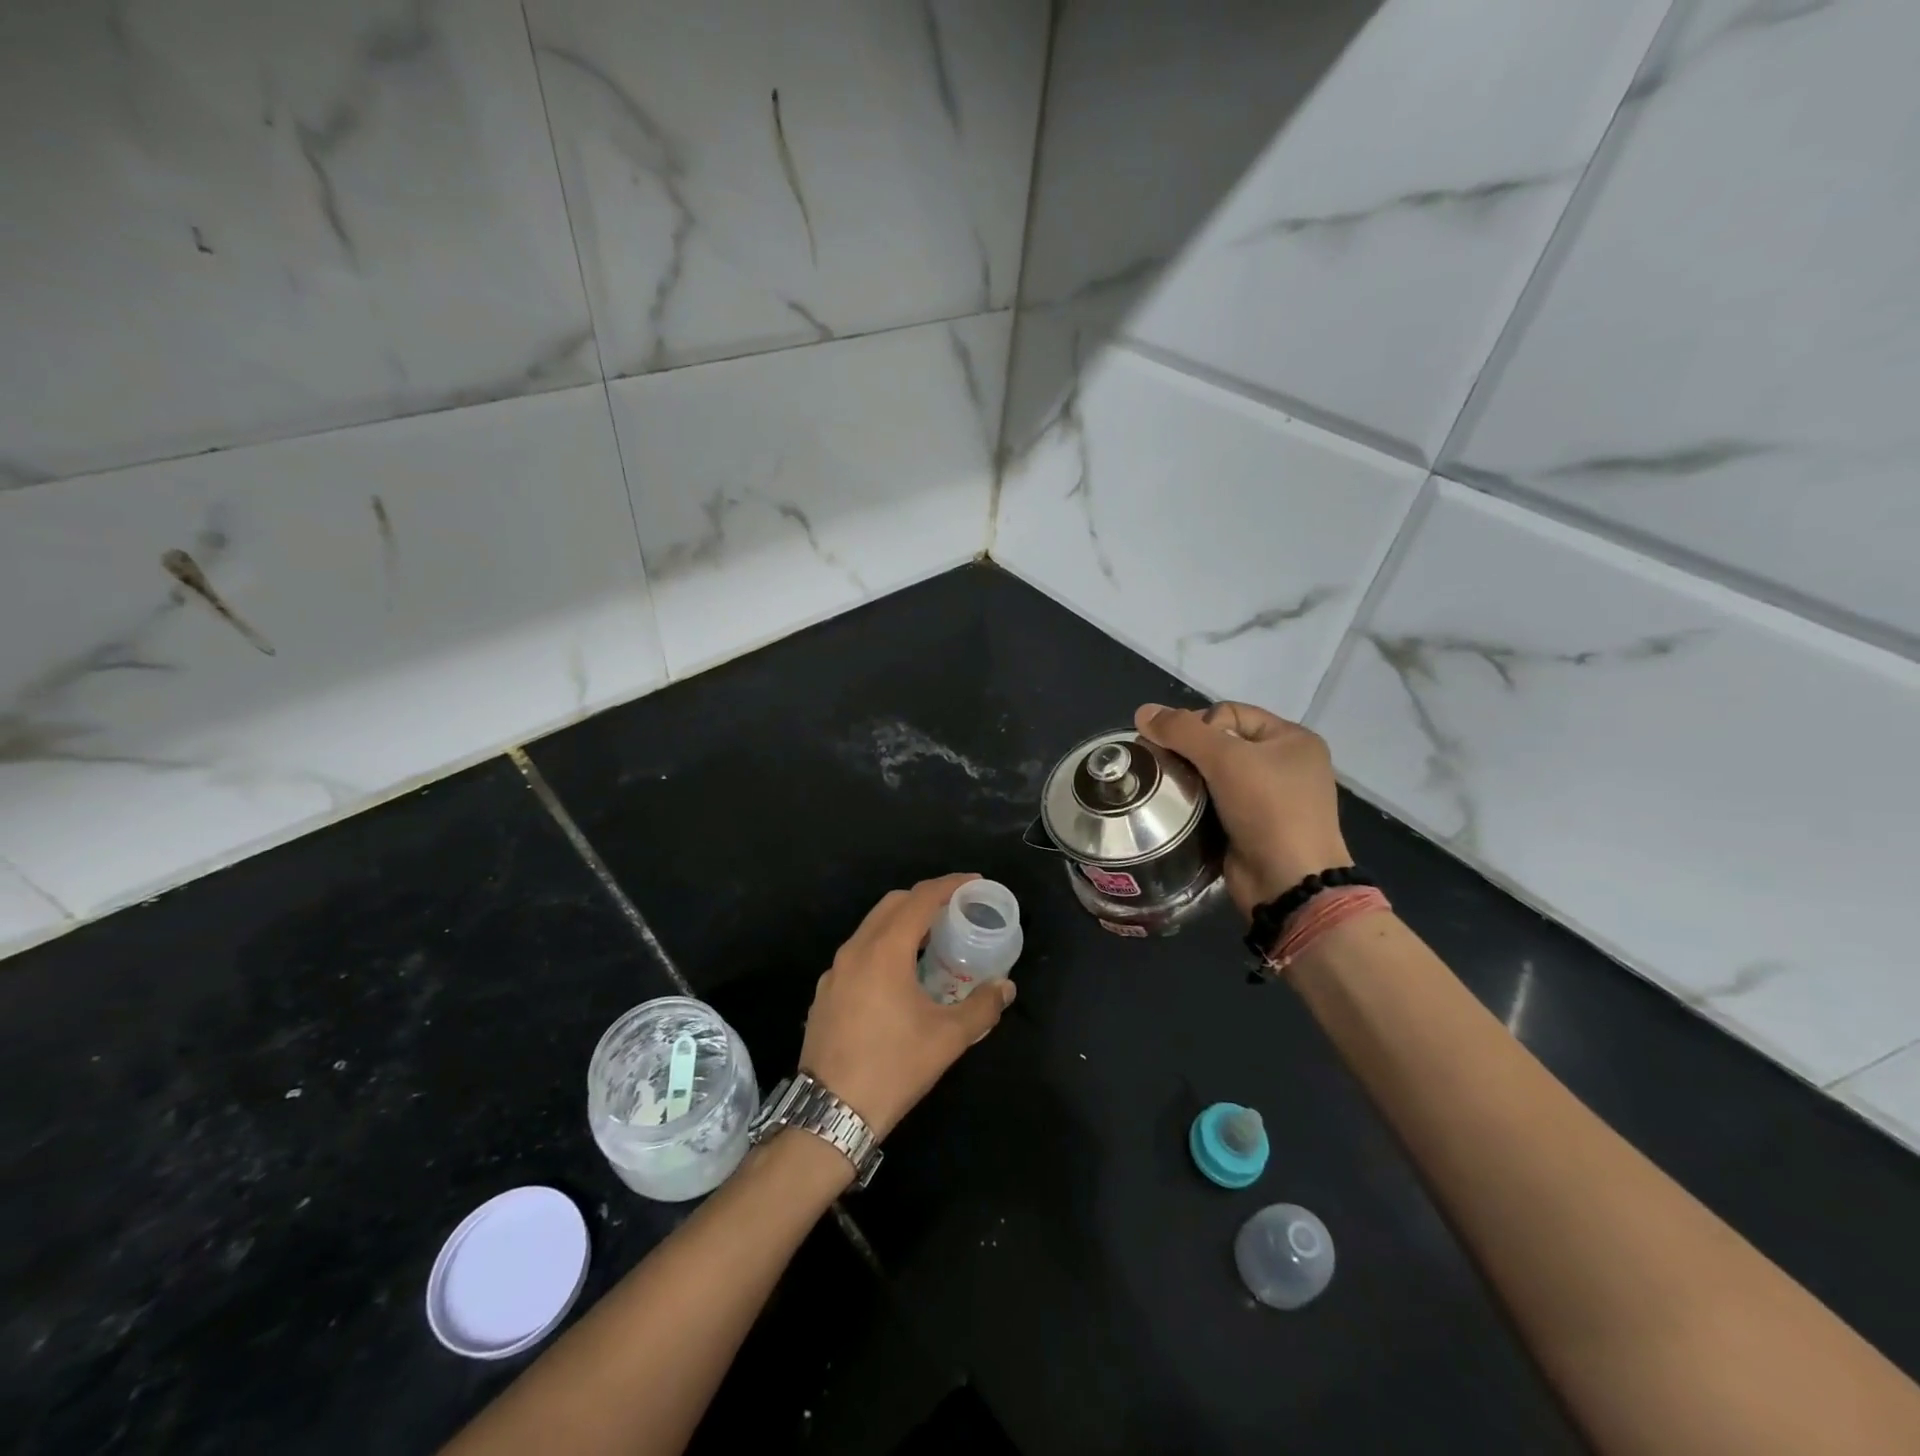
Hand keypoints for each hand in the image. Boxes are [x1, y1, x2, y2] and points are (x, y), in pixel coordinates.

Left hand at [799, 874, 1015, 1139]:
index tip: (974, 882)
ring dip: (902, 923)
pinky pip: (858, 952)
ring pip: (871, 927)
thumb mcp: (948, 1039)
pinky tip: (899, 976)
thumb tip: (1005, 987)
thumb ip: (982, 1006)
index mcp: (885, 951)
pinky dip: (883, 947)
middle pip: (892, 904)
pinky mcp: (825, 992)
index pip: (920, 899)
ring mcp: (835, 971)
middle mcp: (855, 950)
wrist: (830, 1114)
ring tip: (932, 941)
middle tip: (955, 910)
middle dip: (925, 899)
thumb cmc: (893, 1068)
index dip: (949, 885)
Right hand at [1134, 702, 1350, 917]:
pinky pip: (1216, 802)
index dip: (1198, 725)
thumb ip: (1182, 732)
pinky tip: (1177, 810)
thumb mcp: (1225, 759)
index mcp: (1291, 738)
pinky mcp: (1253, 826)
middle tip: (1161, 767)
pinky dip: (1196, 803)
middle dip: (1188, 752)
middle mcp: (1285, 764)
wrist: (1288, 884)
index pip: (1229, 712)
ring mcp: (1271, 798)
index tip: (1177, 749)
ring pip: (1215, 774)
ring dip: (1189, 779)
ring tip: (1164, 789)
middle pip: (1221, 742)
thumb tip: (1142, 712)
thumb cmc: (1267, 810)